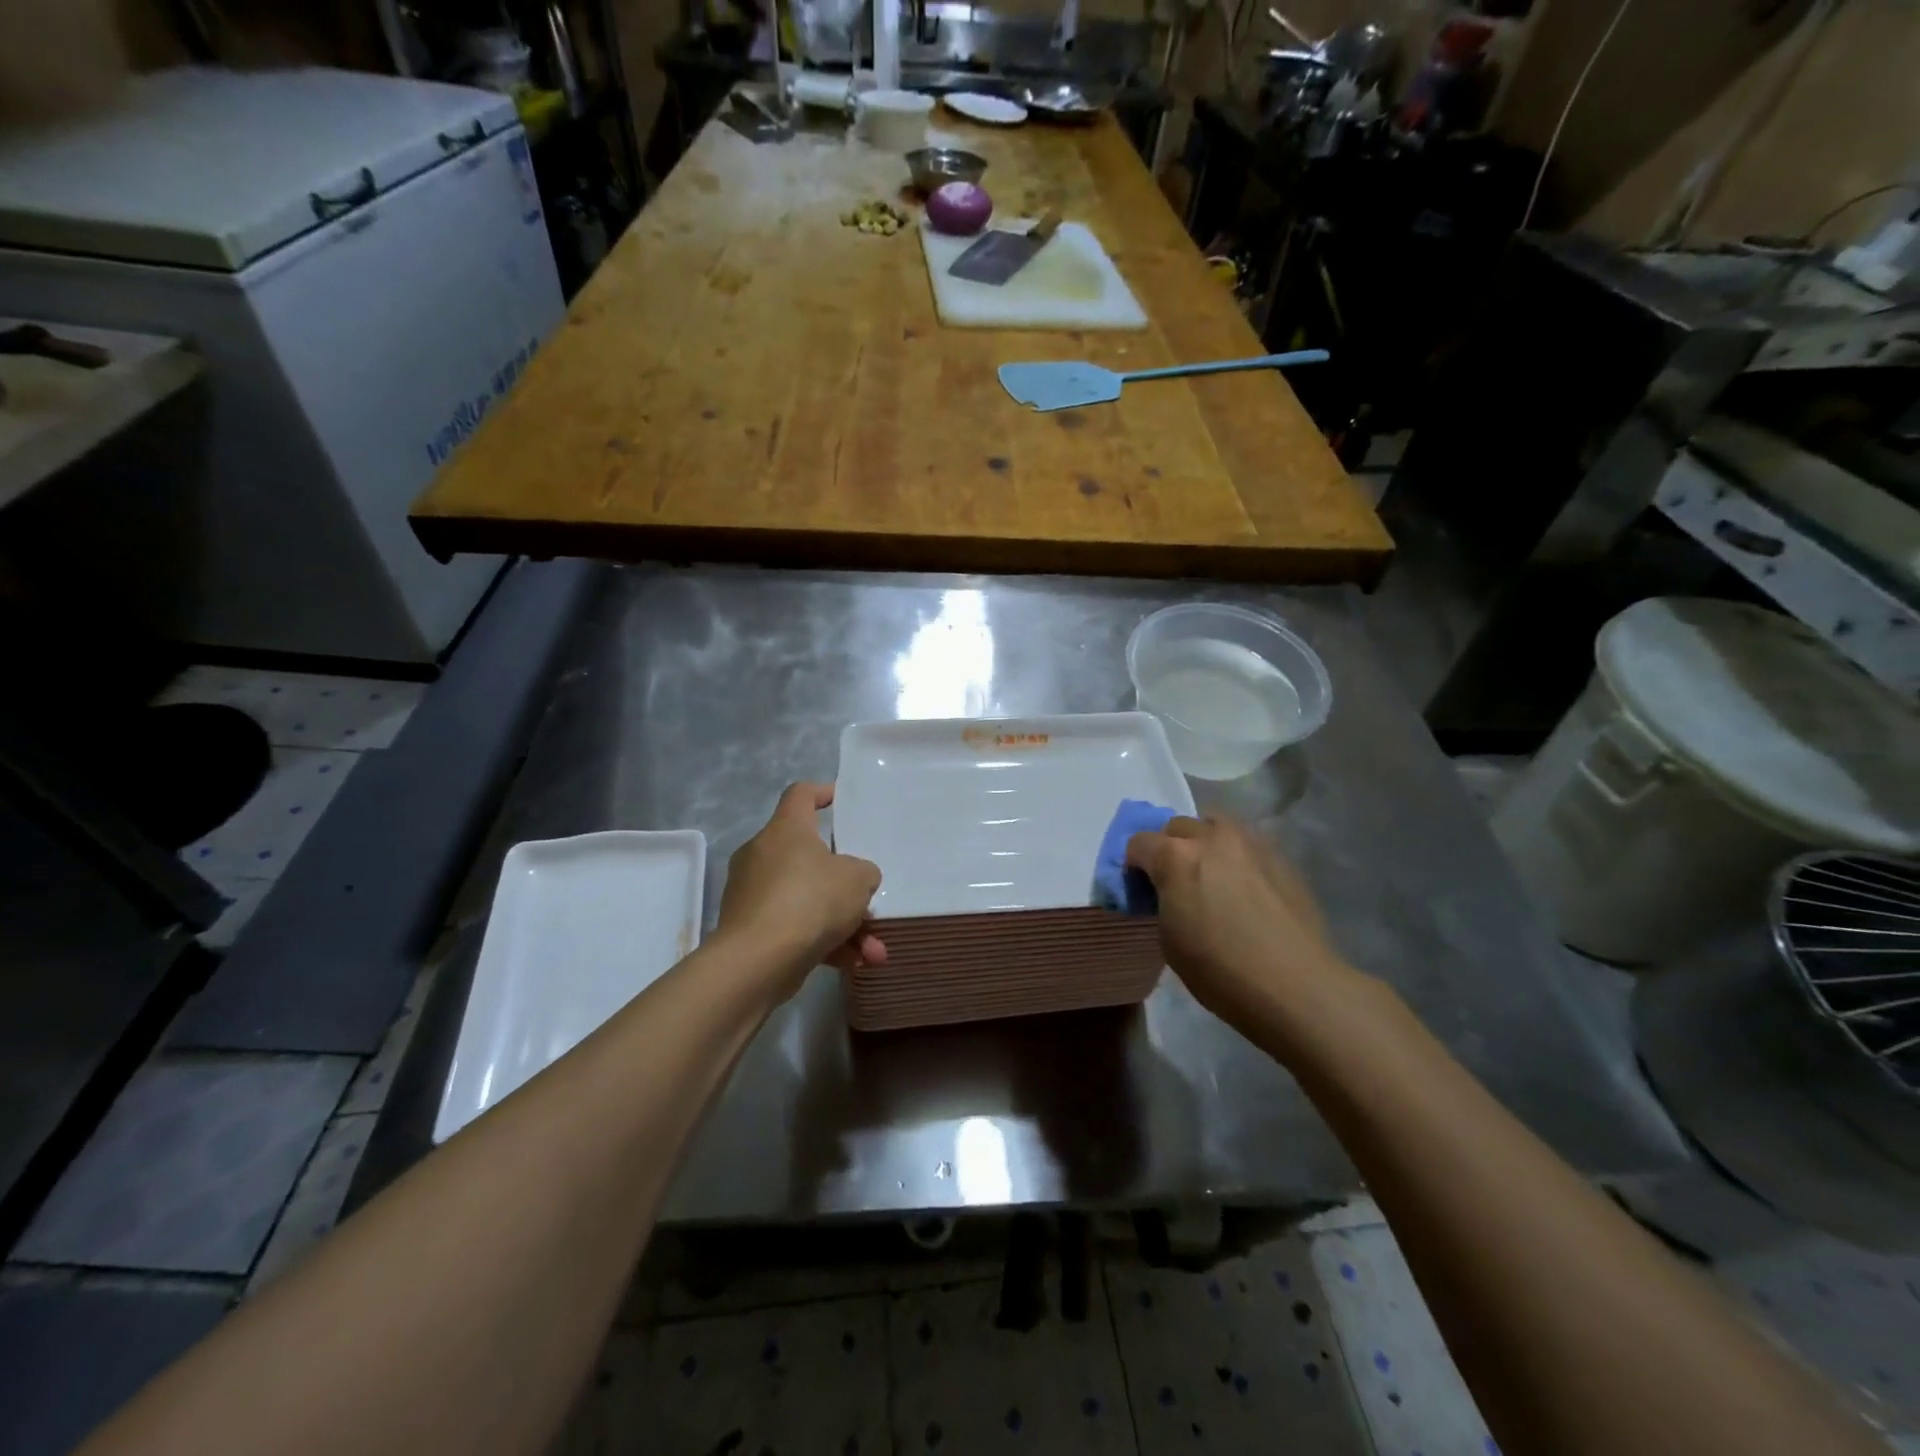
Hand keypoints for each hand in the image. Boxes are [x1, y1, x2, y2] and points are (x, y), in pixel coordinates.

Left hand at [716, 783, 885, 994]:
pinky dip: (824, 944)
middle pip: (810, 858)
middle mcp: (763, 855)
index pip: (800, 795)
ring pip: (808, 901)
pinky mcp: (750, 930)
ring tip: (873, 951)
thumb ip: (863, 872)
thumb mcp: (857, 879)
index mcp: (786, 829)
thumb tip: (854, 879)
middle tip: (868, 900)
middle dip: (846, 886)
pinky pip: (795, 929)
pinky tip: (853, 964)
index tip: (840, 801)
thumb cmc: (809, 901)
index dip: (822, 793)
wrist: (757, 961)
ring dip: (844, 925)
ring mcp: (753, 894)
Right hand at [1126, 815, 1354, 1027]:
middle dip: (1169, 849)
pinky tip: (1244, 888)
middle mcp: (1211, 837)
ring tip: (1212, 876)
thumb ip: (1162, 901)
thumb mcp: (1169, 940)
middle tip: (1175, 883)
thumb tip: (1167, 893)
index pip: (1138, 843)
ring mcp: (1250, 843)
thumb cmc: (1220, 971)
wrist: (1296, 986)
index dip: (1134, 867)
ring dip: (1204, 843)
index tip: (1142, 891)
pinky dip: (1236, 856)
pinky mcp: (1281, 856)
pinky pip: (1247, 844)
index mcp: (1175, 856)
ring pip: (1215, 825)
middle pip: (1177, 827)